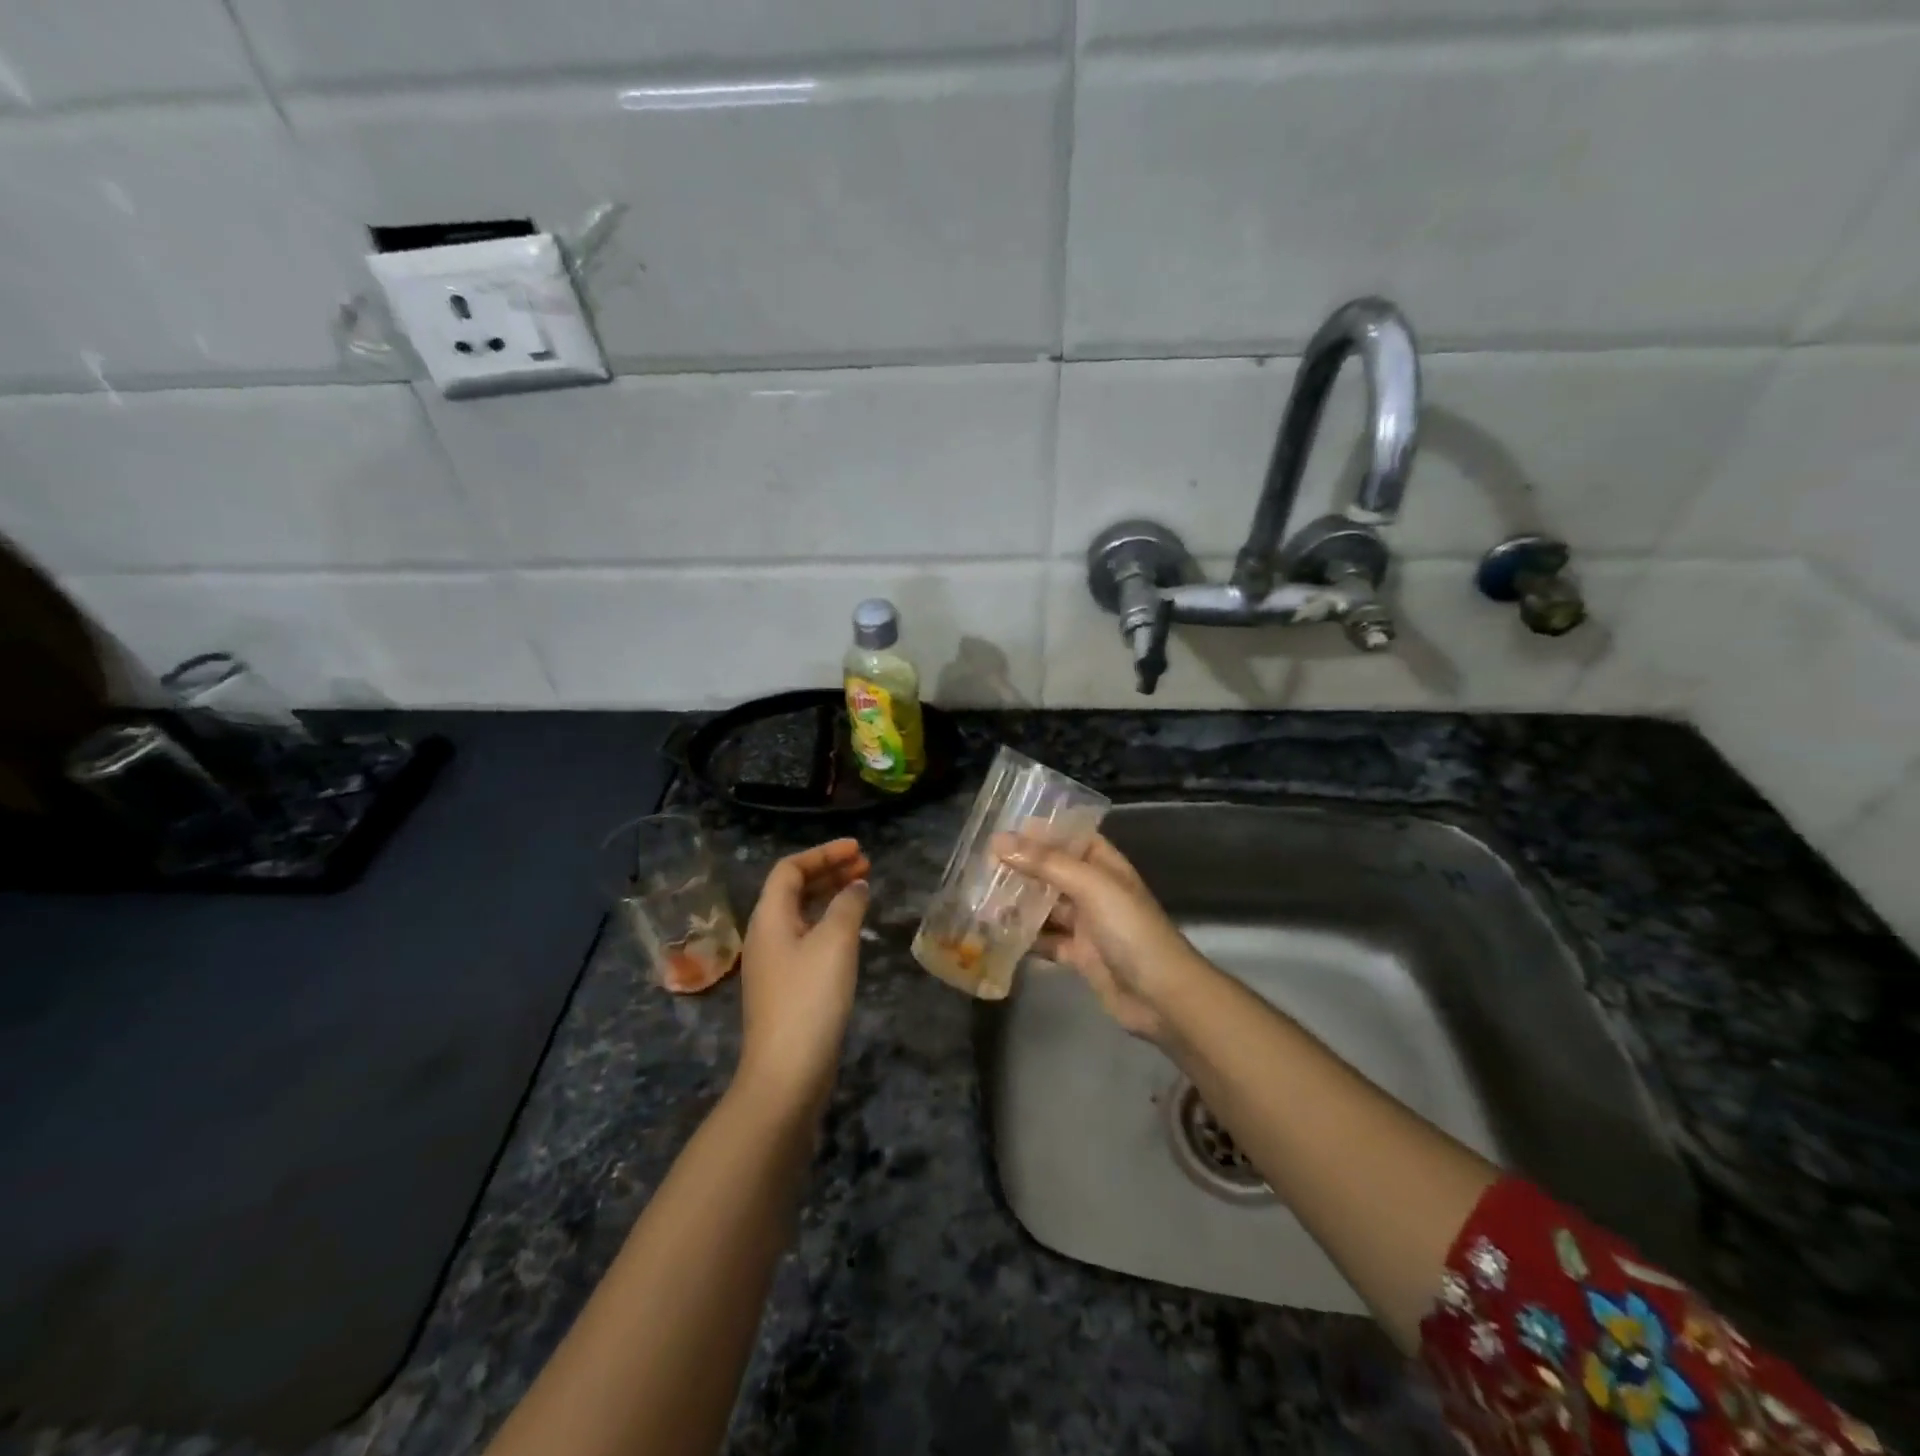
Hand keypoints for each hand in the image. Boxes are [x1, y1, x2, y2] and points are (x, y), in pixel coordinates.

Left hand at [735, 838, 870, 1113]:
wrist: (786, 1073)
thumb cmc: (809, 998)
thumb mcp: (835, 943)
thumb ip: (848, 906)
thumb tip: (856, 887)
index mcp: (769, 917)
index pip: (790, 868)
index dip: (823, 853)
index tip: (858, 848)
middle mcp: (766, 934)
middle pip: (794, 889)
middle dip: (829, 872)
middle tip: (866, 866)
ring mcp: (774, 964)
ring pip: (802, 915)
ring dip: (830, 897)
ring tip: (863, 891)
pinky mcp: (786, 988)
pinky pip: (807, 939)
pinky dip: (829, 924)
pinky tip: (851, 933)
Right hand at [993, 831, 1204, 1043]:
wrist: (1161, 996)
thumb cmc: (1131, 930)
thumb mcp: (1091, 887)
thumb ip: (1046, 863)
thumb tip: (999, 840)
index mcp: (1105, 865)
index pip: (1070, 837)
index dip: (1040, 831)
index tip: (1001, 828)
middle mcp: (1095, 889)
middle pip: (1053, 871)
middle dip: (1021, 867)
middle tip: (979, 863)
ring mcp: (1087, 924)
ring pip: (1046, 906)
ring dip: (1018, 902)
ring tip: (979, 896)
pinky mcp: (1079, 955)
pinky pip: (1046, 940)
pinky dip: (1025, 937)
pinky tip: (996, 934)